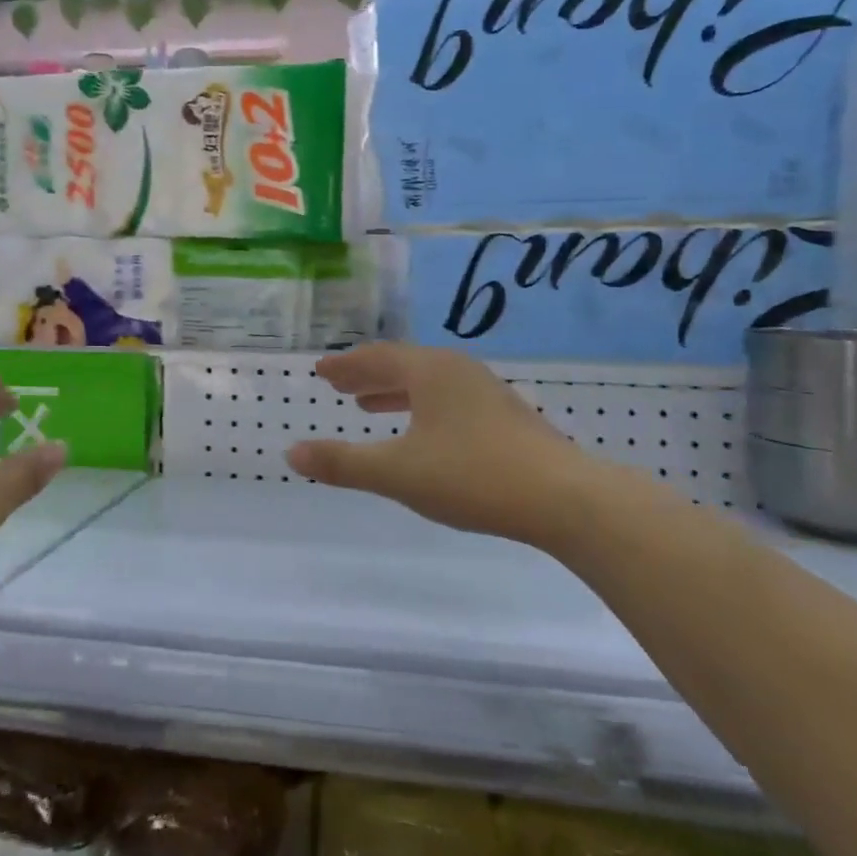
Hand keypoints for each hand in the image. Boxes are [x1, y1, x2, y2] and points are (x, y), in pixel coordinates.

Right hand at [287, 343, 596, 543]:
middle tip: (339, 384)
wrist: (564, 498)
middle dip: (368, 375)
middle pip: (403, 365)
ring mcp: (487, 393)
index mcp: (430, 371)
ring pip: (428, 383)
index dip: (346, 365)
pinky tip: (423, 433)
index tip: (322, 370)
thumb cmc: (473, 476)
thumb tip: (292, 453)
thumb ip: (343, 462)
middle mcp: (458, 371)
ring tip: (369, 406)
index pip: (378, 358)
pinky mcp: (506, 418)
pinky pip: (448, 400)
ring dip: (395, 392)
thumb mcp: (398, 472)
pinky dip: (422, 407)